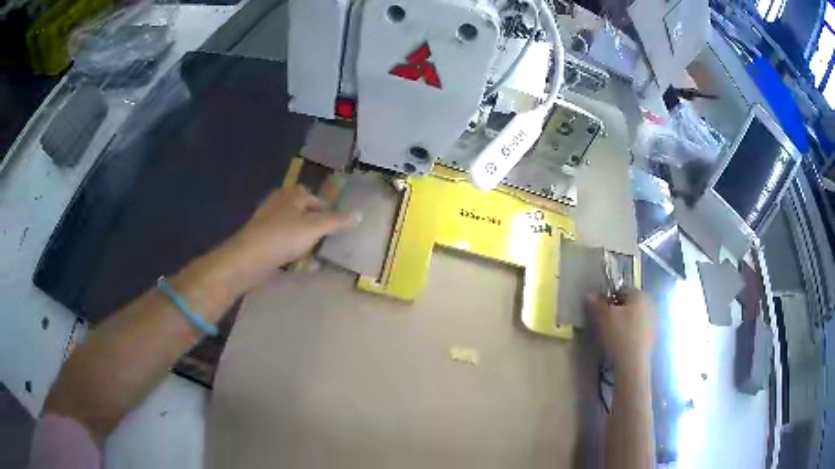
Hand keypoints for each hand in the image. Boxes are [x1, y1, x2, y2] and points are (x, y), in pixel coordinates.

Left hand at [221, 185, 358, 286]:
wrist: (249, 258)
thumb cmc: (283, 236)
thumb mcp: (315, 227)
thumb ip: (337, 221)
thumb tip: (360, 214)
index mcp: (291, 196)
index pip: (313, 197)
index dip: (325, 210)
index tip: (335, 226)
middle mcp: (278, 205)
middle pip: (302, 214)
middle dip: (315, 227)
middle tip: (327, 241)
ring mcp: (267, 224)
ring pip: (292, 231)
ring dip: (305, 243)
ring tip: (317, 256)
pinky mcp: (261, 242)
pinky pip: (282, 246)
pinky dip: (293, 254)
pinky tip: (302, 266)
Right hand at [587, 288, 654, 375]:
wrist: (633, 363)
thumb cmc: (620, 335)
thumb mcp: (604, 317)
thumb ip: (597, 303)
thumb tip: (589, 294)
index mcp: (640, 294)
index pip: (620, 290)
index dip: (608, 300)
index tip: (600, 312)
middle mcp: (650, 302)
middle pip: (628, 302)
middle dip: (616, 310)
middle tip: (605, 323)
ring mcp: (653, 319)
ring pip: (633, 316)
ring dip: (623, 321)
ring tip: (612, 335)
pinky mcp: (652, 334)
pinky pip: (637, 328)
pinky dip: (629, 332)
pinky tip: (621, 342)